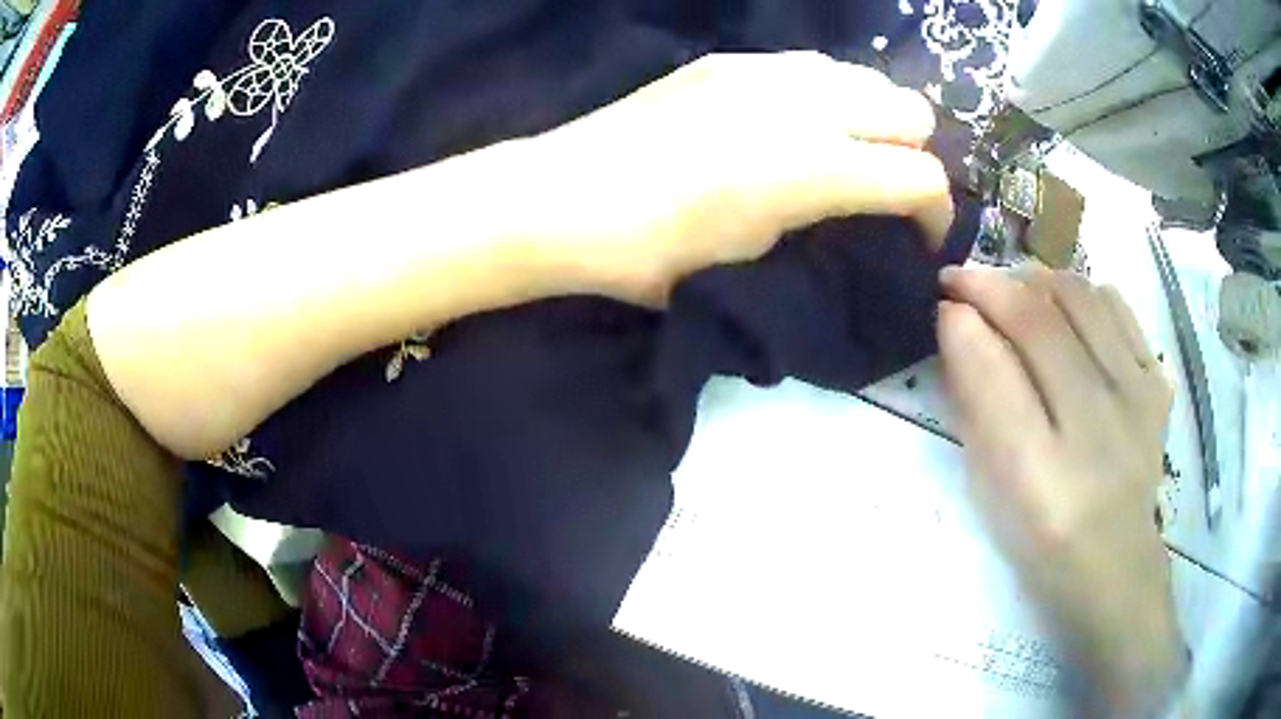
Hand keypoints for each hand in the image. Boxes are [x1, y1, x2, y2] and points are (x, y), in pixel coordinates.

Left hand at [519, 52, 952, 304]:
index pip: (922, 177)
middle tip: (885, 186)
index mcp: (816, 169)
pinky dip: (828, 93)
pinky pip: (812, 66)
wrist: (566, 197)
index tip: (921, 236)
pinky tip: (793, 120)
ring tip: (845, 147)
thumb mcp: (755, 257)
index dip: (936, 213)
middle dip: (914, 153)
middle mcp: (807, 105)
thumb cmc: (653, 254)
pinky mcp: (732, 59)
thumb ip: (821, 219)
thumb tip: (849, 204)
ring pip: (867, 76)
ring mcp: (767, 71)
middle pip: (912, 111)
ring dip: (874, 115)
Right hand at [938, 266, 1185, 714]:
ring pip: (1081, 298)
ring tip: (1013, 291)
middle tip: (963, 279)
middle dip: (990, 285)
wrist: (1116, 563)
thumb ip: (976, 407)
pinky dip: (1082, 292)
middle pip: (1041, 321)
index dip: (964, 322)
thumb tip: (957, 325)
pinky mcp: (1157, 384)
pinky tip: (1065, 307)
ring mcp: (1136, 400)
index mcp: (1043, 478)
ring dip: (1035, 280)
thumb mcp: (992, 491)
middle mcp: (1097, 430)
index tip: (942, 301)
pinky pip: (1116, 307)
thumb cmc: (1042, 542)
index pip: (997, 373)